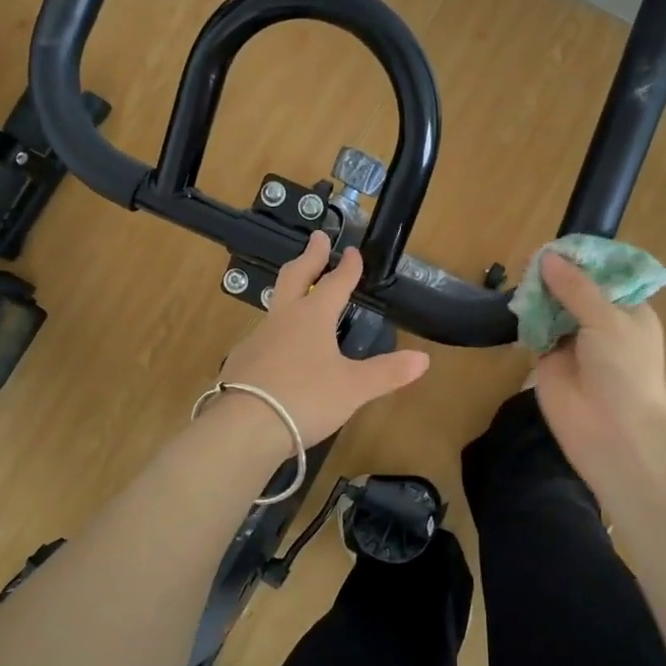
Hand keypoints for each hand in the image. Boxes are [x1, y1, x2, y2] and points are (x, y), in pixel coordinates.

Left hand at [215, 231, 430, 446]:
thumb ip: (388, 372)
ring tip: (300, 294)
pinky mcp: (241, 362)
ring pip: (276, 306)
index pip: (334, 283)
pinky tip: (281, 347)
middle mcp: (283, 319)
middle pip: (295, 277)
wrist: (244, 427)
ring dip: (290, 292)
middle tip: (317, 239)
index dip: (347, 267)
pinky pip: (264, 336)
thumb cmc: (305, 398)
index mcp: (312, 316)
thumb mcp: (354, 388)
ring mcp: (257, 339)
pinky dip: (278, 330)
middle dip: (309, 257)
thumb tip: (424, 359)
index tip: (352, 251)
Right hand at [532, 251, 665, 473]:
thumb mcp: (606, 319)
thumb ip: (575, 287)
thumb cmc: (624, 370)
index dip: (582, 260)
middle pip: (574, 289)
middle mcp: (601, 323)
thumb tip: (546, 257)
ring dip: (538, 295)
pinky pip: (534, 331)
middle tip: (531, 258)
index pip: (604, 276)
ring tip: (520, 276)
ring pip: (552, 308)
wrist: (613, 431)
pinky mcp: (548, 360)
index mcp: (628, 310)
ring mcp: (573, 342)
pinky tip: (514, 303)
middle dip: (556, 275)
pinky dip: (525, 318)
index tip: (558, 245)